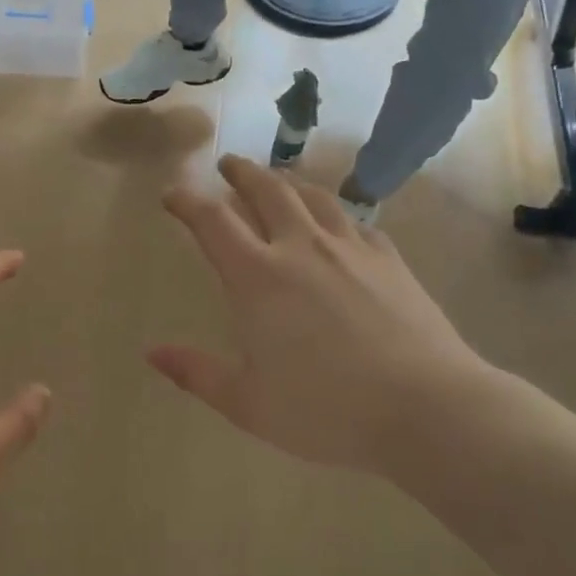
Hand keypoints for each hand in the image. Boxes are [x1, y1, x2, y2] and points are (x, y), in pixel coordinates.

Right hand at [150, 157, 498, 477]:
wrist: (424, 407)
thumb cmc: (325, 410)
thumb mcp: (248, 403)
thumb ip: (196, 373)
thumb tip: (151, 352)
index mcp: (258, 277)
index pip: (213, 222)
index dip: (187, 202)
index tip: (172, 193)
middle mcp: (300, 248)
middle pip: (266, 191)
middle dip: (241, 173)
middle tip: (228, 164)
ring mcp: (350, 248)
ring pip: (313, 196)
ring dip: (287, 181)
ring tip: (277, 180)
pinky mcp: (389, 259)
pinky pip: (355, 221)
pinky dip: (334, 213)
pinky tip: (337, 222)